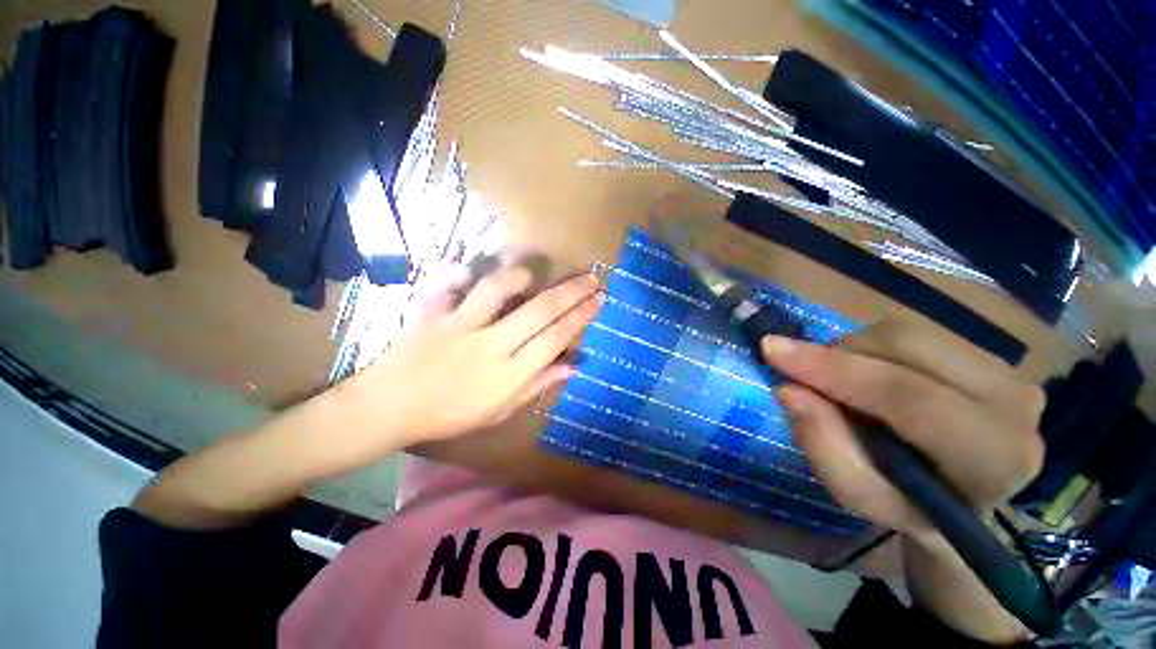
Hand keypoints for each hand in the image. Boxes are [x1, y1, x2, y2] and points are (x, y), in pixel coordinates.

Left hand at [341, 262, 602, 449]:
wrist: (391, 408)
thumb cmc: (450, 415)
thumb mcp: (499, 411)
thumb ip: (536, 385)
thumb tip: (572, 366)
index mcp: (508, 375)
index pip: (555, 338)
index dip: (580, 316)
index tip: (598, 299)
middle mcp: (490, 346)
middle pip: (539, 311)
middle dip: (571, 291)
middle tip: (591, 277)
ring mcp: (459, 327)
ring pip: (495, 291)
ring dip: (519, 276)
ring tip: (531, 275)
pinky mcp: (433, 314)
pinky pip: (448, 286)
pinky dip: (459, 273)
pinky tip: (468, 270)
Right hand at [761, 320, 1045, 541]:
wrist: (964, 498)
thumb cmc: (908, 504)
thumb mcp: (859, 494)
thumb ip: (824, 447)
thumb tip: (787, 390)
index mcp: (990, 457)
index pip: (907, 396)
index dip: (833, 370)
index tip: (771, 350)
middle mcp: (1015, 404)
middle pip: (906, 345)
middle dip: (839, 354)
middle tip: (808, 376)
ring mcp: (1009, 373)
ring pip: (906, 331)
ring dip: (854, 350)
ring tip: (843, 383)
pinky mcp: (992, 356)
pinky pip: (914, 331)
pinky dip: (873, 347)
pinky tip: (871, 374)